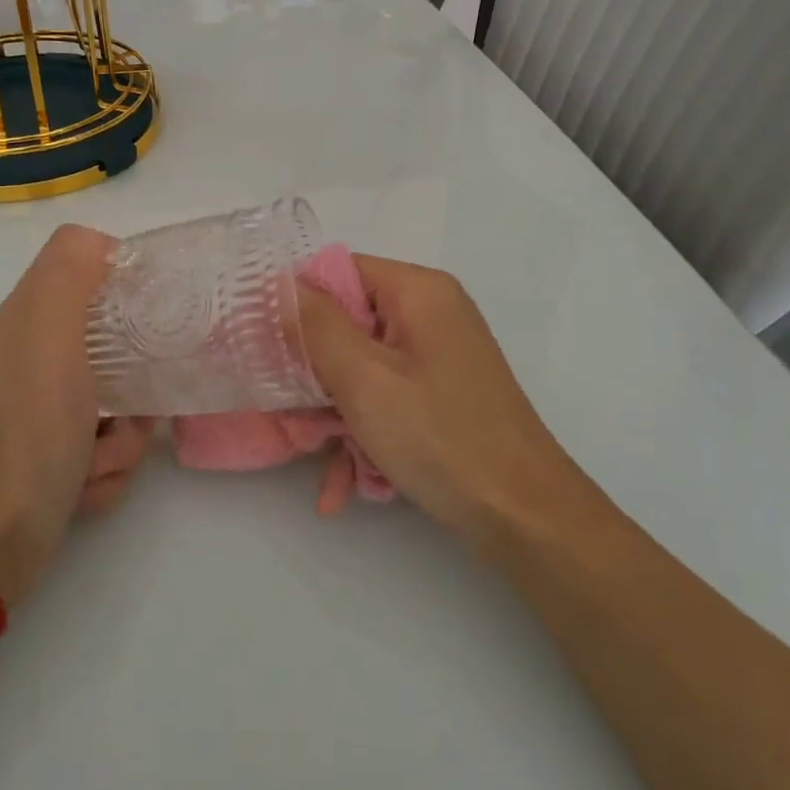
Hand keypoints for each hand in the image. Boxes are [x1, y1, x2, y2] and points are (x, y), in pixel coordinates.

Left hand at [0, 225, 150, 605]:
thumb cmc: (27, 433)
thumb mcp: (47, 338)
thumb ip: (68, 275)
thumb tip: (102, 243)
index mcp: (33, 318)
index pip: (88, 263)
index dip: (126, 277)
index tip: (157, 306)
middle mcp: (41, 356)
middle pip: (119, 339)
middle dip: (137, 380)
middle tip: (131, 403)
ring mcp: (53, 410)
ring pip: (125, 400)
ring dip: (123, 437)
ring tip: (94, 458)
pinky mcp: (63, 455)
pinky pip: (114, 445)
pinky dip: (107, 470)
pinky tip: (83, 487)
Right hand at [298, 255, 604, 549]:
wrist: (526, 518)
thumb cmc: (441, 438)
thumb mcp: (365, 379)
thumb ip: (316, 327)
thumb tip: (280, 285)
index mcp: (419, 292)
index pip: (338, 270)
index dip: (298, 303)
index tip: (263, 345)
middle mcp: (431, 314)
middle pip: (348, 322)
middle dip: (314, 372)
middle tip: (286, 411)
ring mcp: (438, 357)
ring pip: (362, 368)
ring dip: (335, 414)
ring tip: (317, 458)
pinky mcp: (441, 395)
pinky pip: (387, 398)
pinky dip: (364, 434)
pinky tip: (345, 486)